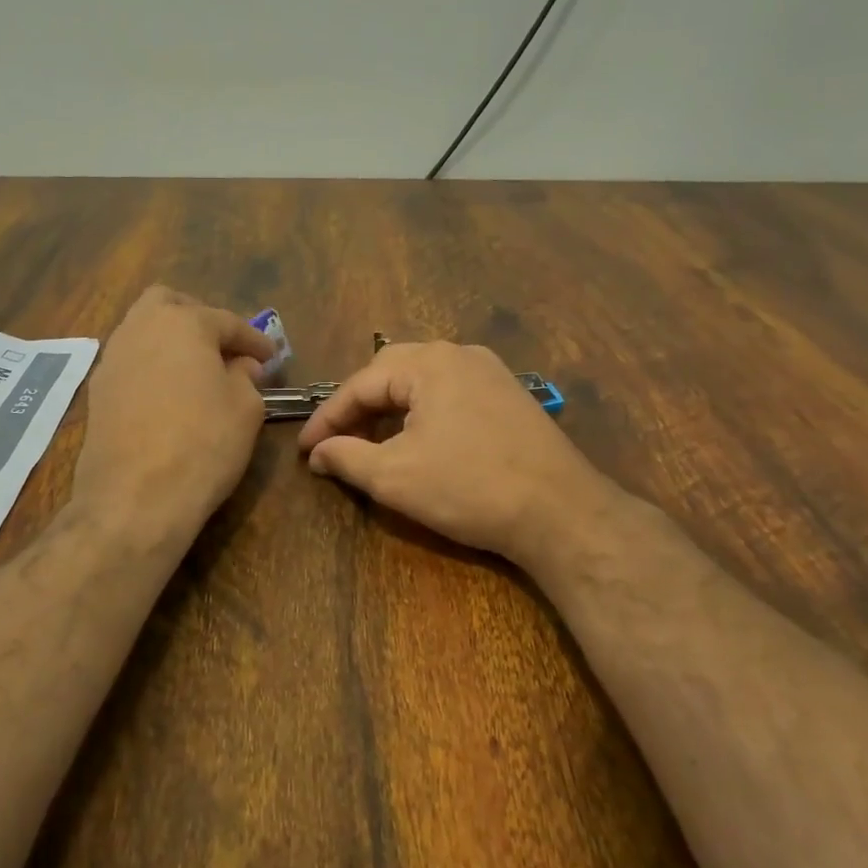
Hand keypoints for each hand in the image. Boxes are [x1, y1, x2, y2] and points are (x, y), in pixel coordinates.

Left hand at [70, 286, 275, 548]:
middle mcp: (139, 329)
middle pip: (168, 304)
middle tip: (222, 348)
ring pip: (143, 331)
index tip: (271, 358)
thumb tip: (240, 366)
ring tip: (197, 373)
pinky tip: (169, 396)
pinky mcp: (97, 392)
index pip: (226, 321)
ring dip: (171, 342)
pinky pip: (130, 363)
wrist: (135, 498)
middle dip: (198, 318)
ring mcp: (112, 360)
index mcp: (182, 323)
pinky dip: (152, 368)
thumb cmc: (203, 443)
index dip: (253, 340)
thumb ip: (246, 377)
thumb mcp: (245, 408)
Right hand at [298, 341, 621, 567]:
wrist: (561, 513)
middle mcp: (459, 354)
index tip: (306, 451)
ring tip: (370, 442)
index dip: (327, 419)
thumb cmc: (468, 488)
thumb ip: (346, 457)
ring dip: (390, 410)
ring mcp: (491, 372)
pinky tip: (417, 440)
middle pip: (390, 373)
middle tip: (335, 441)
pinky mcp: (510, 395)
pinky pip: (450, 393)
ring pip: (422, 382)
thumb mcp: (394, 476)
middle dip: (358, 408)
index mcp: (428, 363)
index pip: (360, 385)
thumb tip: (318, 453)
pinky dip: (422, 413)